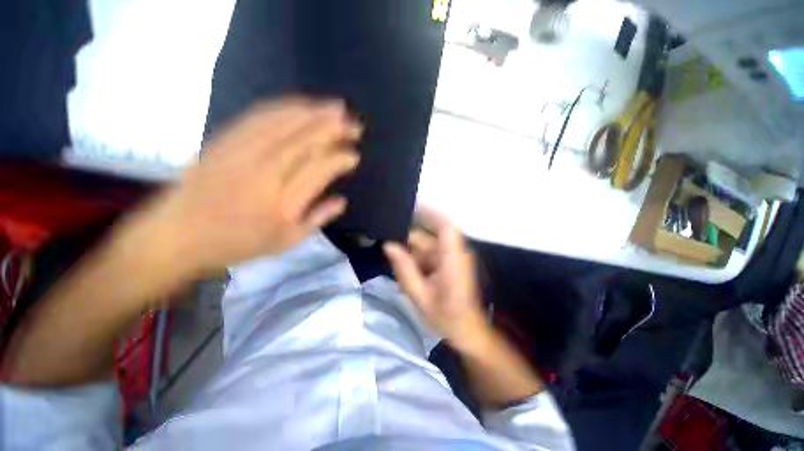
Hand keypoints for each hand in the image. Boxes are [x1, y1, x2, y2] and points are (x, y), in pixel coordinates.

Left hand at [131, 98, 361, 277]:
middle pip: (305, 140)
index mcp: (282, 201)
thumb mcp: (286, 242)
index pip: (319, 169)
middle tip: (354, 123)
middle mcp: (264, 171)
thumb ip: (318, 219)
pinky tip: (300, 105)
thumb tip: (342, 201)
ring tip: (336, 107)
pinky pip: (259, 116)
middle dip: (334, 128)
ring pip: (284, 122)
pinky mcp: (225, 140)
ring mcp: (241, 151)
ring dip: (313, 112)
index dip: (340, 159)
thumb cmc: (237, 244)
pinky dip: (284, 107)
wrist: (178, 235)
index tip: (355, 155)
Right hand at [383, 207, 489, 347]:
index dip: (429, 211)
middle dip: (406, 242)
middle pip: (427, 236)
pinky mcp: (449, 261)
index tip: (408, 205)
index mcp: (452, 258)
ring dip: (410, 254)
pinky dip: (416, 260)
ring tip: (396, 266)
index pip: (445, 225)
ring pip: (425, 246)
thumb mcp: (420, 296)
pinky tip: (409, 273)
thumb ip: (404, 269)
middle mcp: (454, 252)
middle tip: (386, 248)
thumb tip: (388, 246)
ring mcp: (452, 256)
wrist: (467, 330)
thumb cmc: (447, 317)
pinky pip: (429, 254)